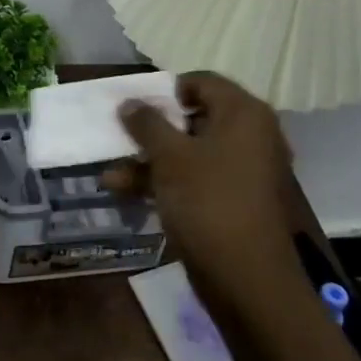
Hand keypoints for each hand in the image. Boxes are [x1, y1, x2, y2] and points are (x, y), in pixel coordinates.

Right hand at [105, 72, 305, 316]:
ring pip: (189, 152)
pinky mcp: (232, 200)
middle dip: (150, 130)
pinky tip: (125, 193)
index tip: (132, 105)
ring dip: (149, 160)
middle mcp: (249, 136)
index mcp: (243, 114)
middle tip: (118, 136)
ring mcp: (242, 170)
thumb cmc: (208, 203)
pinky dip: (164, 182)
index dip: (164, 90)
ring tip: (110, 175)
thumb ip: (147, 124)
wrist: (246, 279)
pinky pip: (195, 179)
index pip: (201, 81)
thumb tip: (130, 103)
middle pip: (193, 118)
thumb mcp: (169, 157)